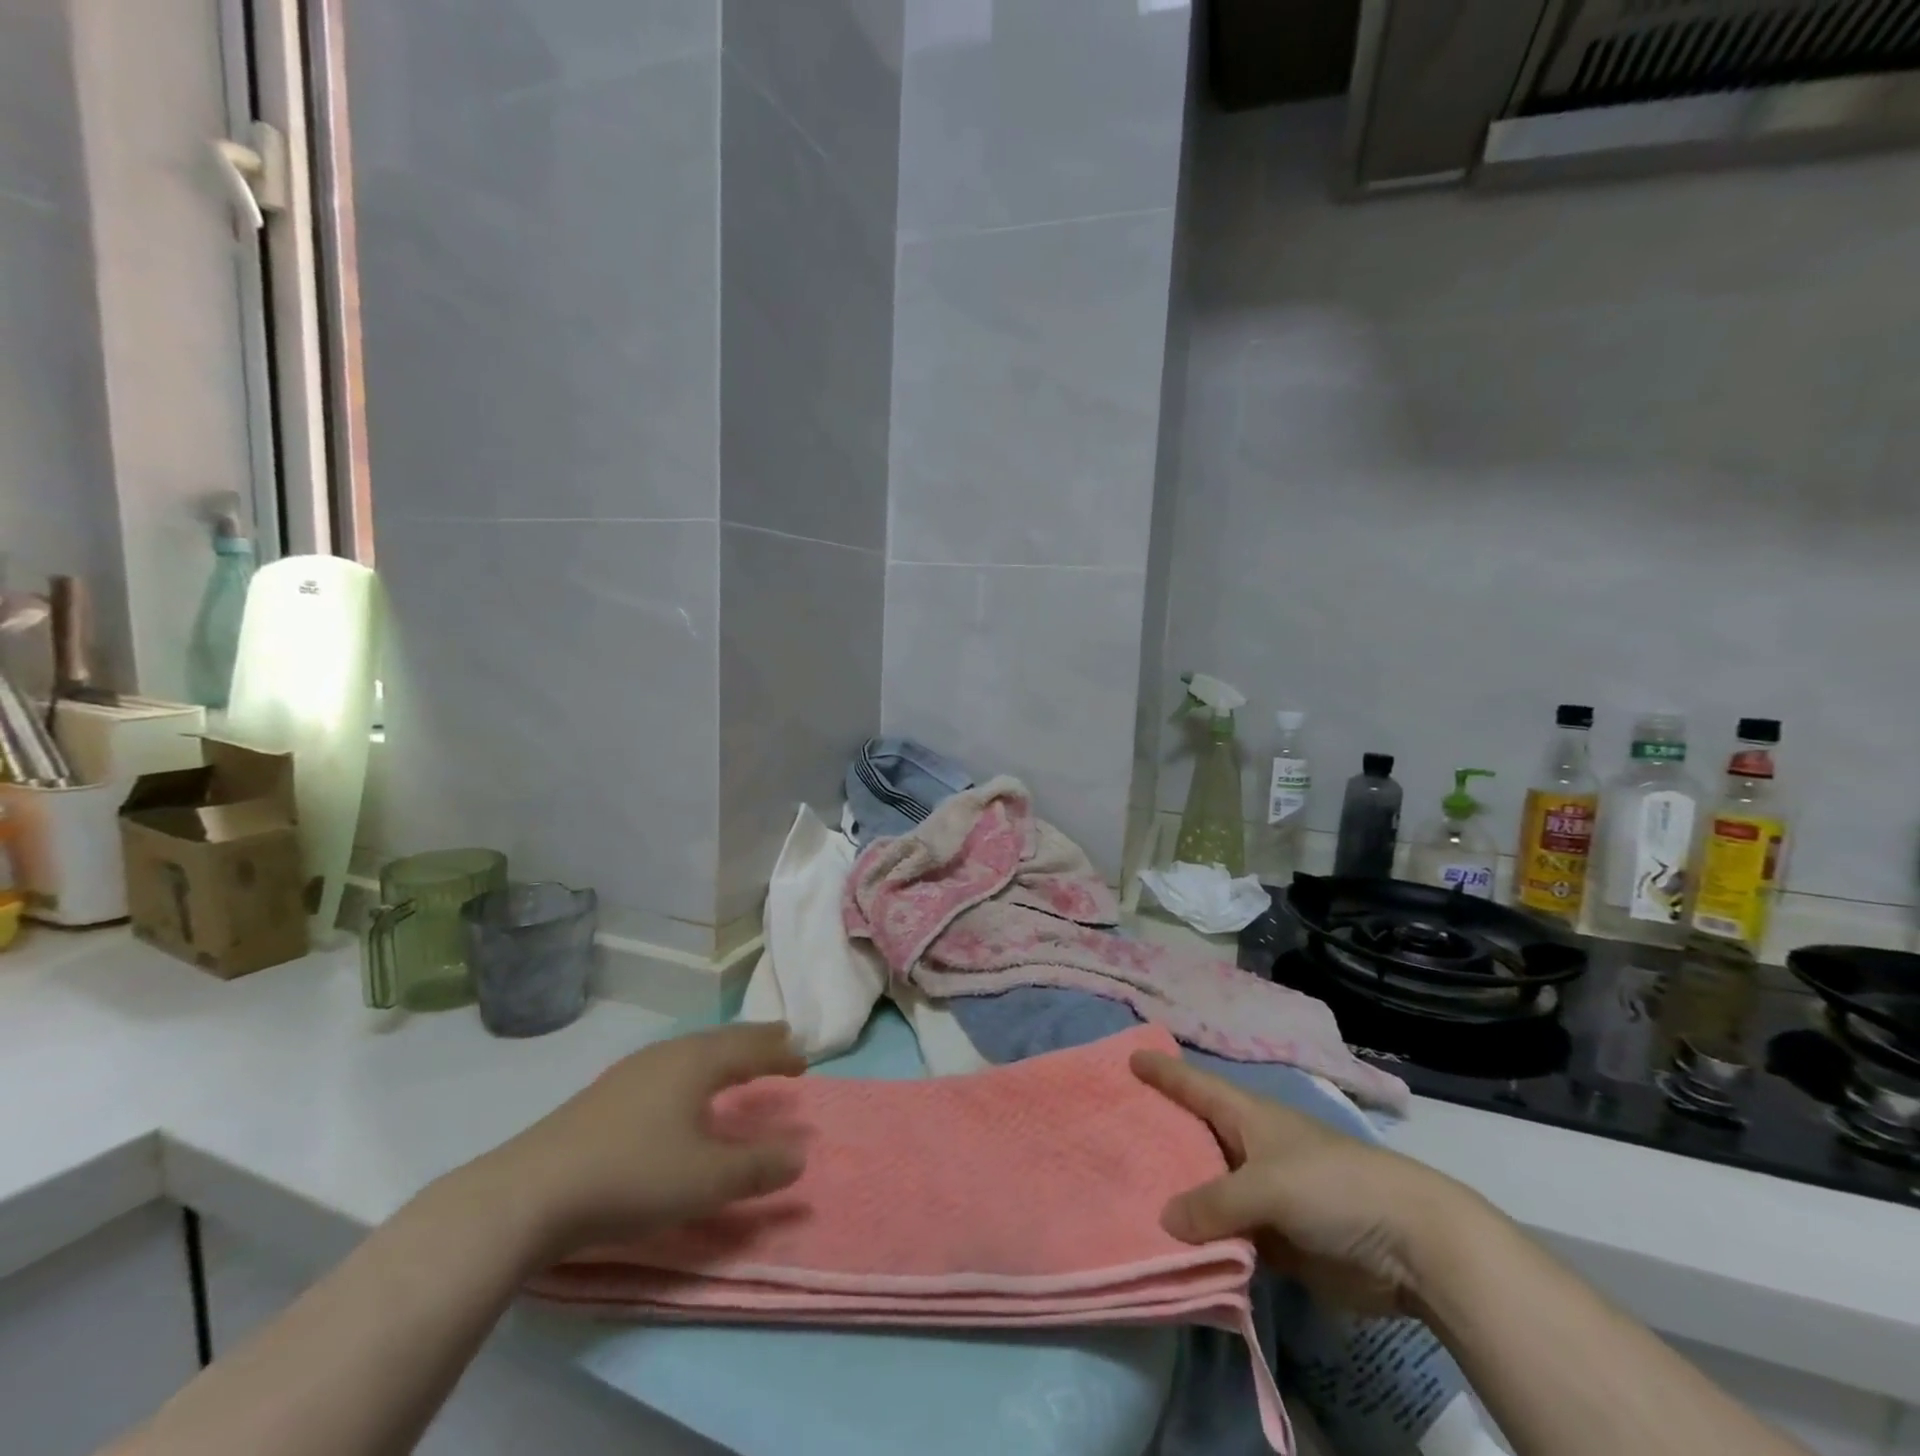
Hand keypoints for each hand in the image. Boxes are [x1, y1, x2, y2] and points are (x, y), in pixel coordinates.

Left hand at [484, 1023, 808, 1258]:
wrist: (528, 1194)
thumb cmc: (632, 1177)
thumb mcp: (705, 1180)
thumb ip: (757, 1167)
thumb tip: (801, 1153)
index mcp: (696, 1063)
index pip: (750, 1048)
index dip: (779, 1053)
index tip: (804, 1058)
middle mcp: (667, 1056)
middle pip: (721, 1040)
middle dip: (754, 1042)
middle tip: (780, 1039)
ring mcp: (630, 1073)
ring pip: (691, 1052)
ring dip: (722, 1055)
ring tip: (736, 1063)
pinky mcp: (604, 1096)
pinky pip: (667, 1068)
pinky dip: (693, 1071)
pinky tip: (679, 1093)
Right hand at [1132, 1050, 1478, 1316]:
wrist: (1411, 1246)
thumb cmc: (1334, 1187)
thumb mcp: (1268, 1186)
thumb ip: (1214, 1203)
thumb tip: (1165, 1221)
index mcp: (1249, 1116)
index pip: (1195, 1085)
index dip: (1164, 1071)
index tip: (1129, 1057)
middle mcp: (1250, 1149)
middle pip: (1195, 1138)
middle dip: (1158, 1136)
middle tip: (1110, 1133)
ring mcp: (1263, 1196)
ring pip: (1207, 1191)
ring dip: (1177, 1196)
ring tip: (1126, 1194)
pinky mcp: (1277, 1240)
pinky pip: (1227, 1236)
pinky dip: (1203, 1240)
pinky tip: (1171, 1247)